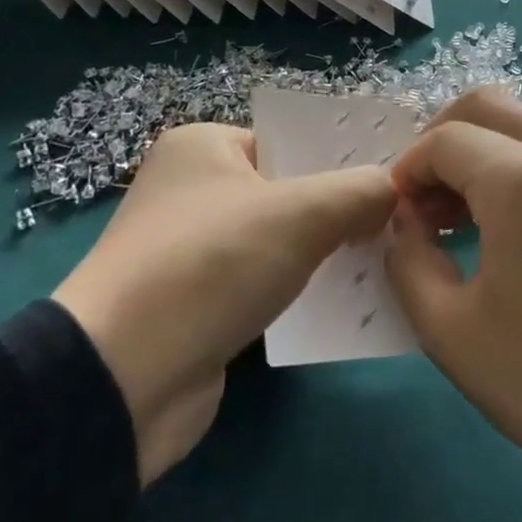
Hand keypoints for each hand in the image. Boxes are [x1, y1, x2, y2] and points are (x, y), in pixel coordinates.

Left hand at [53, 124, 396, 485]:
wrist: (121, 382)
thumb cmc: (210, 266)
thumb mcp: (301, 214)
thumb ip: (359, 192)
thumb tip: (393, 192)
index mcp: (203, 146)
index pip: (290, 140)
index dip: (342, 157)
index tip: (393, 178)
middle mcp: (193, 190)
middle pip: (289, 189)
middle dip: (342, 208)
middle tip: (399, 219)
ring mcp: (193, 251)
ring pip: (282, 240)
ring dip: (327, 252)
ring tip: (387, 258)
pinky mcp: (199, 305)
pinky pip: (266, 284)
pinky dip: (302, 291)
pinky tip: (349, 302)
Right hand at [385, 89, 521, 521]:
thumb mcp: (450, 328)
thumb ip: (408, 256)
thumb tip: (406, 220)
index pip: (444, 140)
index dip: (407, 171)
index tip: (396, 217)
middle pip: (485, 106)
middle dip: (440, 142)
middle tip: (422, 202)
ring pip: (520, 123)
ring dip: (478, 151)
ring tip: (456, 218)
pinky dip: (514, 164)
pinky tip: (502, 223)